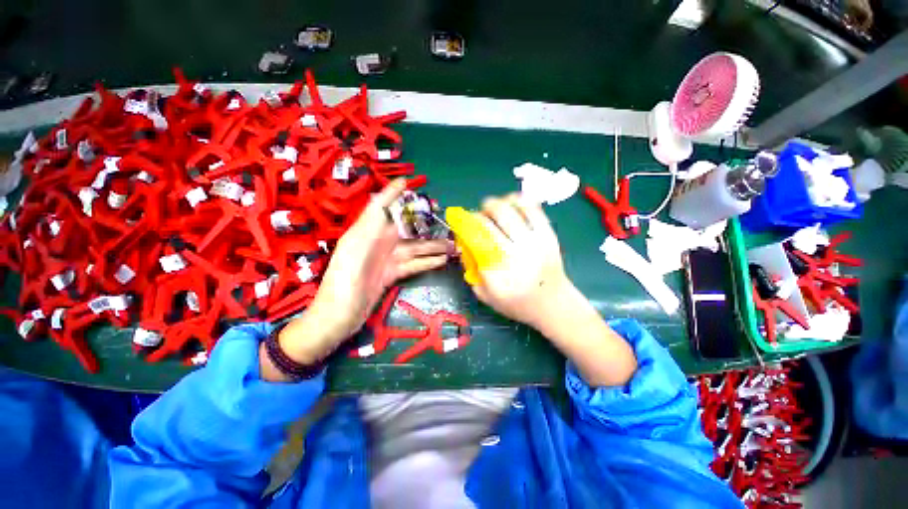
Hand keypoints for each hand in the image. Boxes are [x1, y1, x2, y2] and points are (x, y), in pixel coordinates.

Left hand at [275, 179, 452, 365]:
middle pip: (404, 227)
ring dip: (433, 245)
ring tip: (453, 244)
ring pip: (414, 247)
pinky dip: (427, 261)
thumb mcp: (351, 257)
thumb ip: (367, 231)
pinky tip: (442, 259)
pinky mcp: (391, 274)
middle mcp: (376, 243)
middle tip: (444, 218)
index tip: (408, 182)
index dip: (392, 193)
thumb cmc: (341, 290)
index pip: (379, 207)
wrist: (336, 321)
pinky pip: (413, 263)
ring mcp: (385, 259)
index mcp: (364, 234)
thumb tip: (381, 205)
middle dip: (424, 222)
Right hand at [468, 193, 571, 329]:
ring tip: (493, 208)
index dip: (465, 223)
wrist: (553, 303)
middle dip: (479, 212)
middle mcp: (514, 254)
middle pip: (490, 220)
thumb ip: (470, 269)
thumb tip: (463, 241)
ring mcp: (534, 242)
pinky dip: (519, 200)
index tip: (461, 221)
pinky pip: (532, 209)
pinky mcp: (548, 235)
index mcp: (496, 272)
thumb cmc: (516, 303)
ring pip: (509, 209)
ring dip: (496, 203)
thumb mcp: (484, 294)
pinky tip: (512, 203)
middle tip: (478, 216)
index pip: (475, 237)